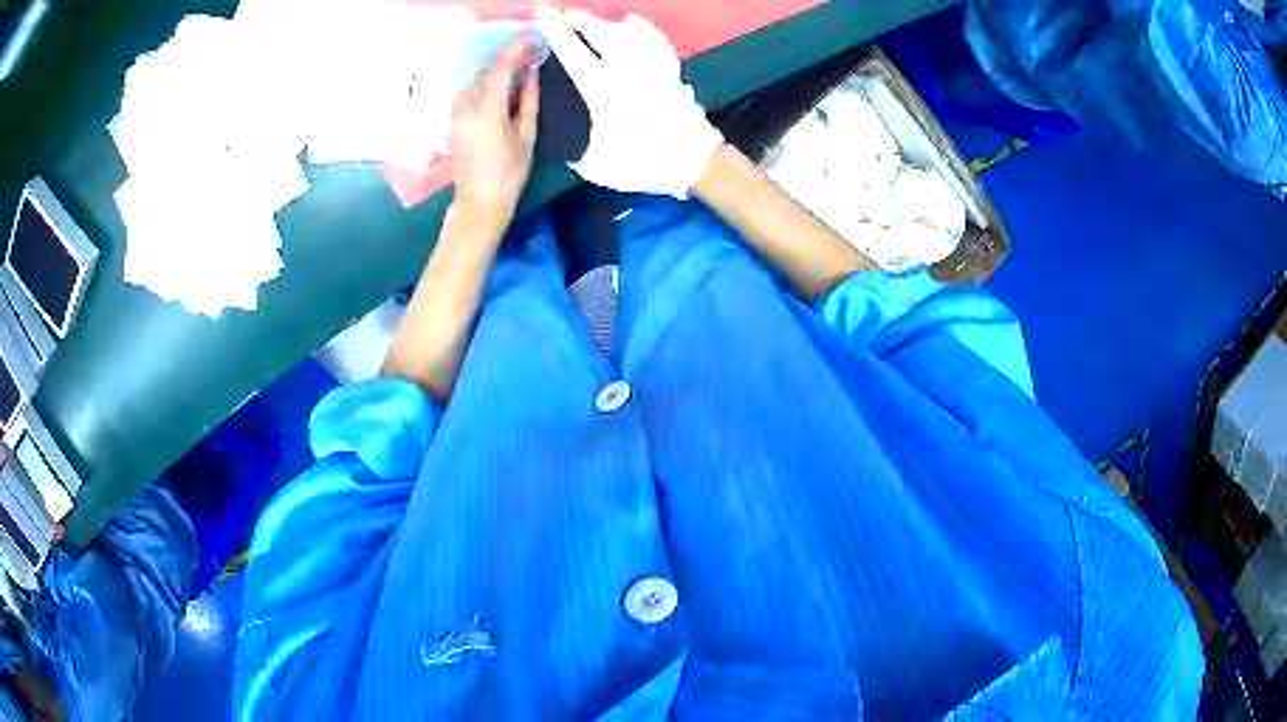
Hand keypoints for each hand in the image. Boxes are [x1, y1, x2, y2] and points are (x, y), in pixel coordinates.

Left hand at [449, 38, 540, 220]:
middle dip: (506, 61)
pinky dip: (483, 86)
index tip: (530, 40)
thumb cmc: (510, 172)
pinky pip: (467, 94)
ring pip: (475, 82)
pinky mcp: (451, 122)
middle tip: (528, 58)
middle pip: (486, 73)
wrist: (479, 201)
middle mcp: (466, 108)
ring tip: (515, 75)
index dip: (515, 51)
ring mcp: (455, 115)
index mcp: (488, 111)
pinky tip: (497, 93)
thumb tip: (531, 72)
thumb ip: (529, 99)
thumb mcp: (527, 134)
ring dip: (494, 74)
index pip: (500, 69)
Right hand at [535, 6, 724, 197]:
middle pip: (600, 31)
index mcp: (601, 87)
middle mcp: (625, 68)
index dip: (555, 29)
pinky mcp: (670, 69)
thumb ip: (579, 154)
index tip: (544, 11)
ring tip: (597, 22)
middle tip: (566, 14)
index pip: (571, 50)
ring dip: (608, 23)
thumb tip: (572, 154)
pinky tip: (634, 23)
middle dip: (580, 19)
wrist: (693, 161)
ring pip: (628, 31)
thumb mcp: (598, 165)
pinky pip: (655, 40)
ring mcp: (651, 65)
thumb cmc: (643, 162)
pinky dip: (643, 29)